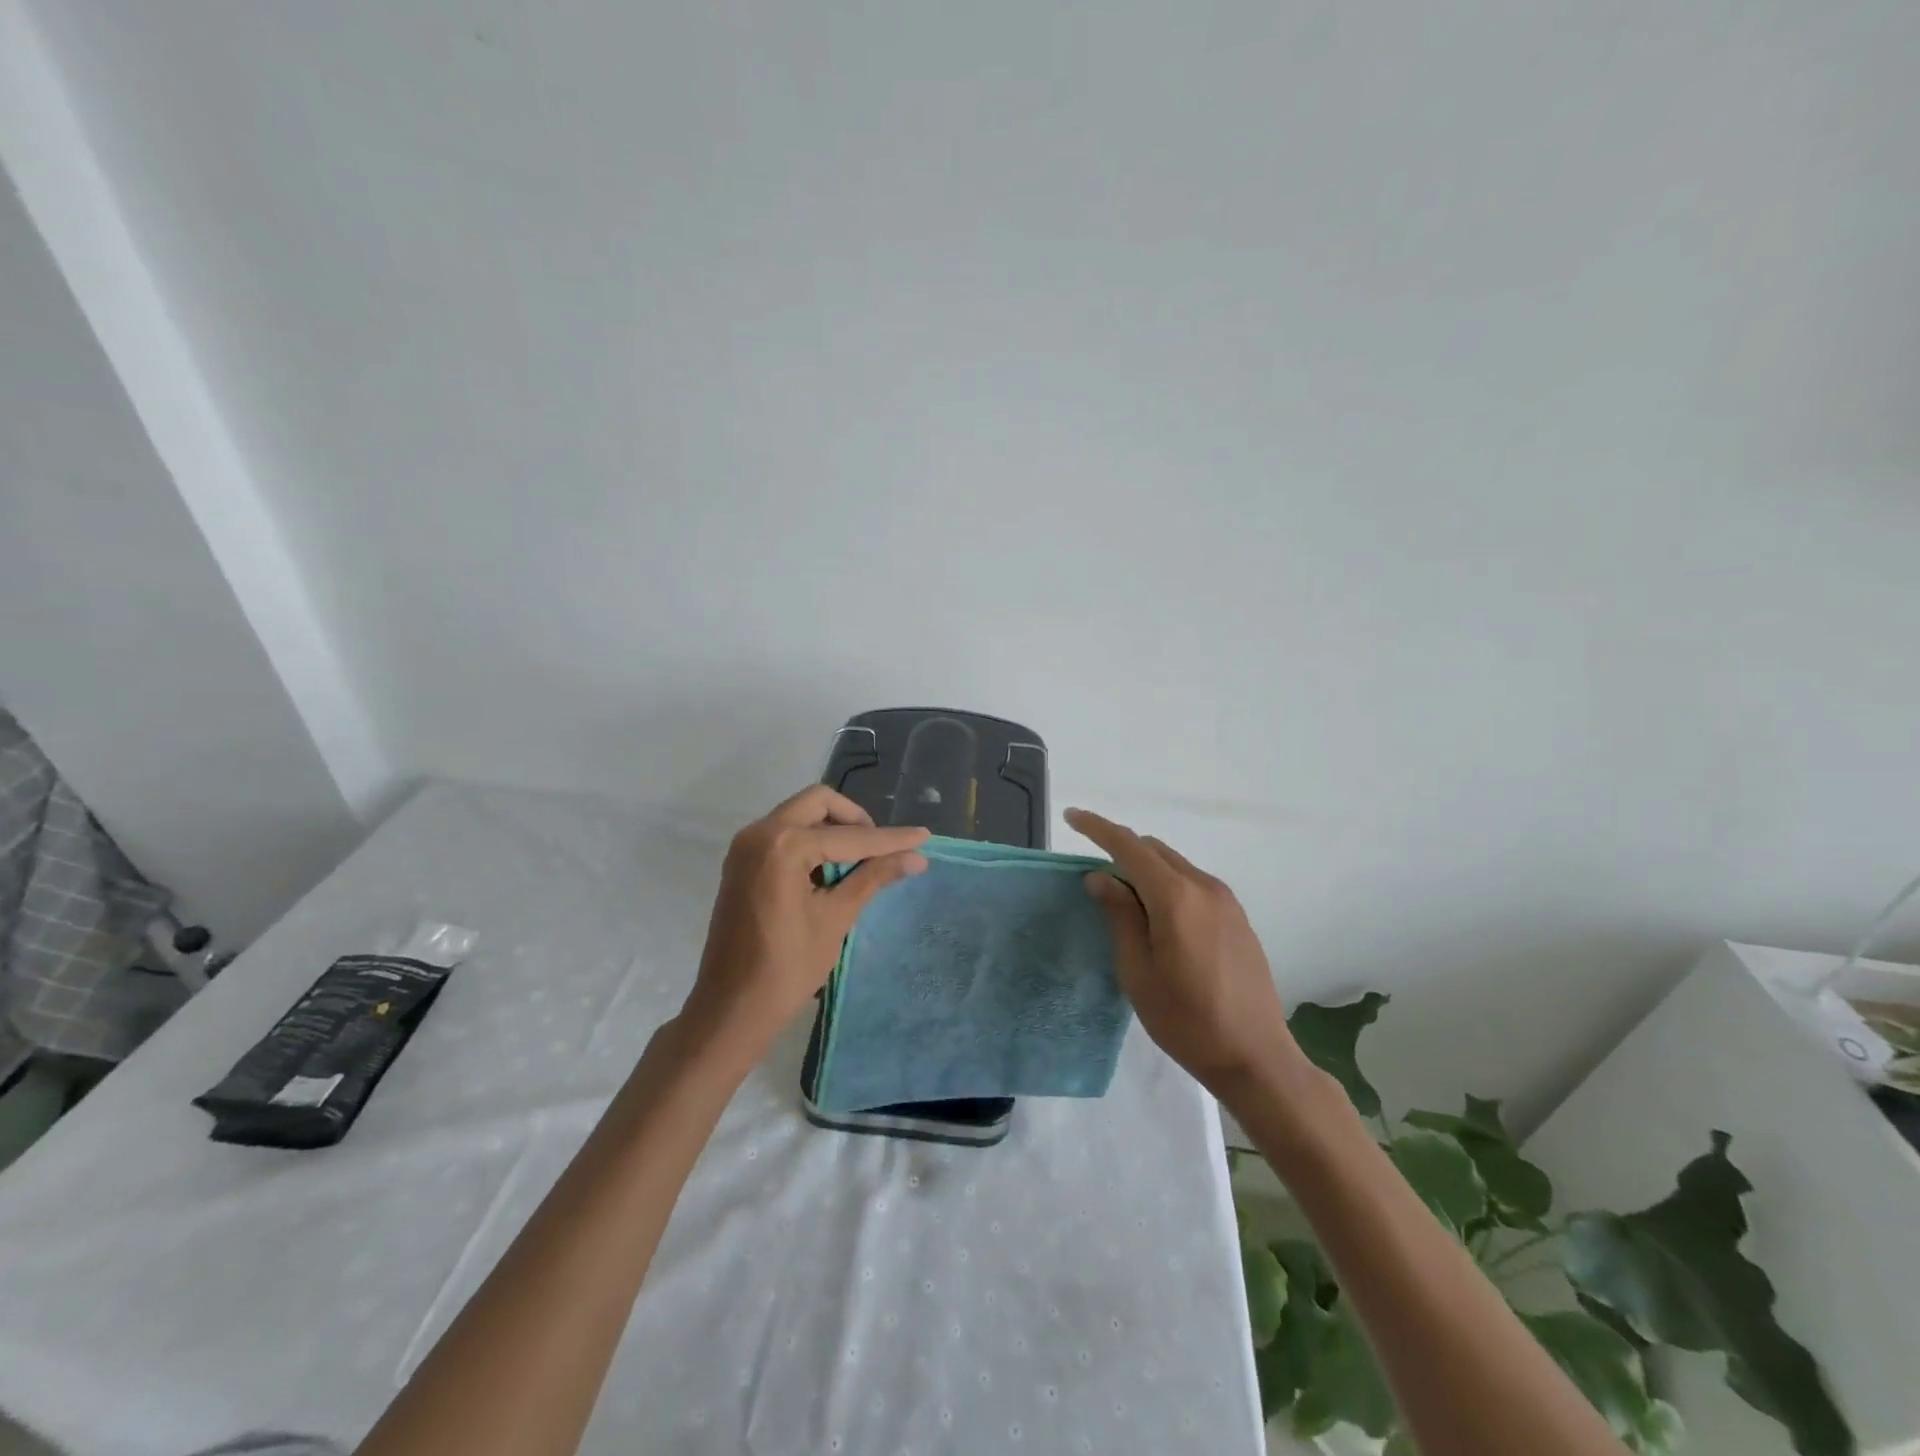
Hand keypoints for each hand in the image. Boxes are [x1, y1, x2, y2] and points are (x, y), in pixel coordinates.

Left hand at [681, 785, 929, 1061]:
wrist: (730, 1008)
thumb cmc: (787, 968)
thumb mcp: (836, 918)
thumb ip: (874, 877)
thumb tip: (917, 857)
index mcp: (783, 845)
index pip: (849, 836)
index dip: (890, 840)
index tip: (924, 837)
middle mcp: (759, 832)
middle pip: (819, 803)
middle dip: (855, 820)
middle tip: (880, 850)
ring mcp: (745, 845)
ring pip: (800, 815)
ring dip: (832, 829)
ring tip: (859, 864)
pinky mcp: (741, 862)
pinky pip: (783, 833)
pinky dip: (811, 842)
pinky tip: (829, 872)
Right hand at [1066, 807, 1299, 1098]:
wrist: (1256, 1056)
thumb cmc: (1187, 1020)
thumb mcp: (1138, 972)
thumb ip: (1119, 916)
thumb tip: (1100, 877)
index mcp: (1175, 897)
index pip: (1129, 846)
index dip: (1098, 828)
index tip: (1072, 817)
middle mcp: (1203, 886)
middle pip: (1153, 850)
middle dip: (1121, 850)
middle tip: (1094, 877)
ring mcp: (1225, 900)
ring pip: (1174, 865)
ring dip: (1145, 869)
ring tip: (1125, 902)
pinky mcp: (1237, 916)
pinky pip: (1192, 882)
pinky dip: (1167, 884)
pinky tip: (1158, 917)